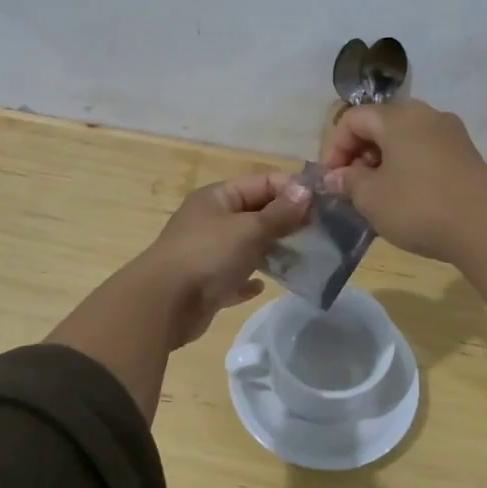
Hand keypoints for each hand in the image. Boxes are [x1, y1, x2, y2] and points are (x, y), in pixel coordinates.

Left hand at [131, 171, 313, 347]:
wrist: (162, 305)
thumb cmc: (207, 256)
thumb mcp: (249, 229)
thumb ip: (279, 212)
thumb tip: (306, 189)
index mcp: (218, 197)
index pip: (262, 182)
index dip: (292, 190)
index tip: (323, 205)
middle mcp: (211, 220)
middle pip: (256, 213)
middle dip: (286, 221)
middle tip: (320, 233)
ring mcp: (207, 252)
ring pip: (247, 245)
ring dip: (272, 250)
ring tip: (303, 258)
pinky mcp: (206, 283)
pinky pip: (234, 276)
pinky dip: (249, 279)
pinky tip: (264, 286)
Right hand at [322, 99, 486, 325]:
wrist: (485, 229)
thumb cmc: (418, 207)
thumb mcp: (371, 197)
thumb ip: (347, 181)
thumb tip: (335, 176)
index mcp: (398, 117)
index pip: (352, 119)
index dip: (333, 148)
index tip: (330, 180)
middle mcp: (426, 114)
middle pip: (379, 125)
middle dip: (358, 154)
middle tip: (351, 187)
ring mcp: (450, 133)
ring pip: (403, 138)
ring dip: (382, 162)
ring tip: (376, 195)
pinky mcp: (466, 154)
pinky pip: (425, 151)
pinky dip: (407, 166)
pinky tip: (405, 197)